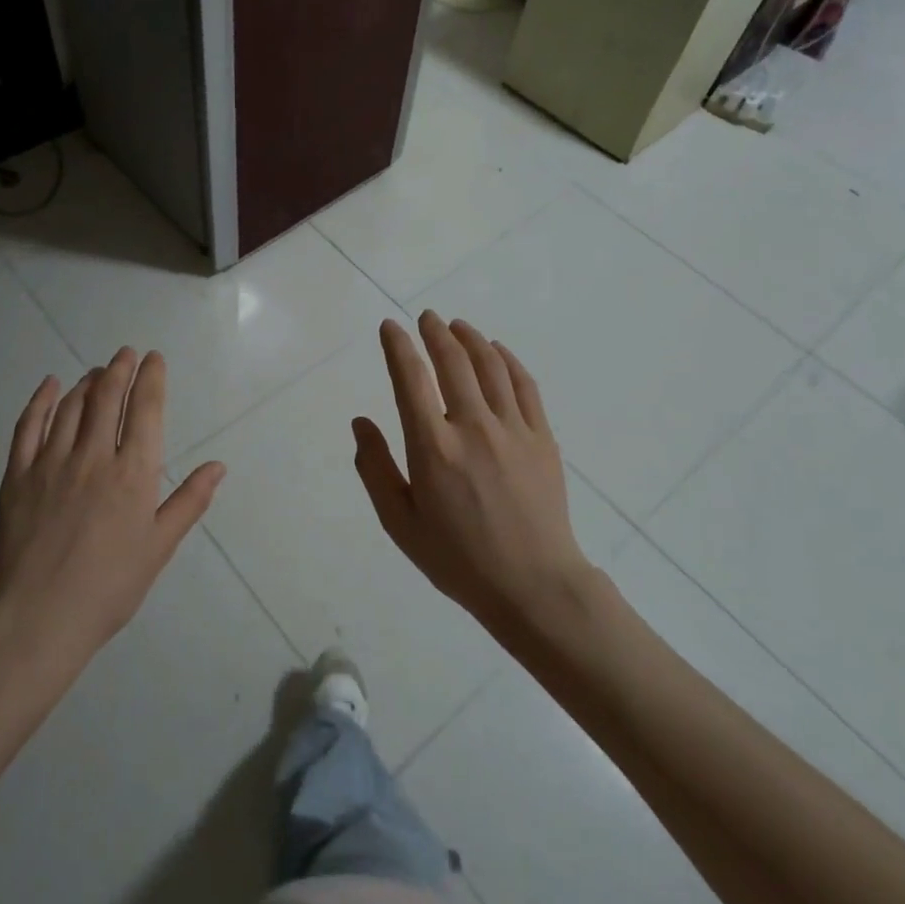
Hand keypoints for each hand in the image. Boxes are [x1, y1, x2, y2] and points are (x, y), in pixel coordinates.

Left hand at [0, 348, 225, 674]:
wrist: (39, 617)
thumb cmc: (109, 586)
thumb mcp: (159, 546)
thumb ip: (189, 501)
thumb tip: (218, 466)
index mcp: (133, 473)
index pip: (145, 410)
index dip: (151, 379)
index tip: (154, 359)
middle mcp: (93, 456)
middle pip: (107, 397)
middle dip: (120, 369)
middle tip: (126, 353)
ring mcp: (51, 462)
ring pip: (72, 406)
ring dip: (88, 381)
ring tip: (97, 371)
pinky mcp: (18, 474)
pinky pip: (29, 425)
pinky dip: (42, 400)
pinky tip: (51, 385)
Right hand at [353, 313, 589, 627]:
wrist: (533, 586)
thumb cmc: (458, 559)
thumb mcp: (400, 523)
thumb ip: (375, 468)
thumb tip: (361, 422)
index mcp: (433, 448)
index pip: (410, 379)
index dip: (398, 346)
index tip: (390, 328)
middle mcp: (473, 428)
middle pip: (453, 362)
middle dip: (435, 333)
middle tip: (426, 317)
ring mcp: (513, 430)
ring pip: (490, 366)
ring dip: (470, 339)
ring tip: (457, 326)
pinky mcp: (542, 439)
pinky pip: (525, 386)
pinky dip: (508, 361)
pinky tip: (497, 352)